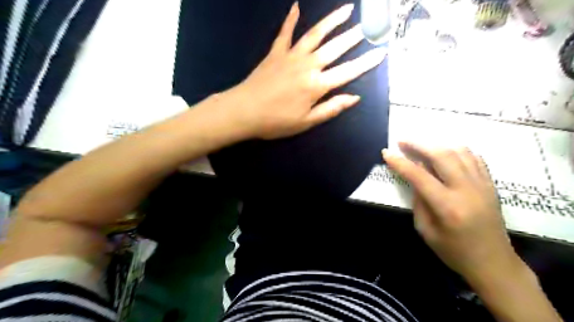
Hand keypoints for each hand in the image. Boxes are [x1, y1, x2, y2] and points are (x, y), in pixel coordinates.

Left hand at [224, 1, 384, 139]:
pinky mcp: (275, 52)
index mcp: (317, 85)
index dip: (366, 63)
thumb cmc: (276, 121)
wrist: (243, 111)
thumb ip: (331, 108)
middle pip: (335, 47)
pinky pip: (285, 33)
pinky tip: (296, 6)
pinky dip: (291, 19)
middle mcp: (308, 65)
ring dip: (332, 21)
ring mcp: (291, 55)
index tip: (381, 52)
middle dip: (354, 37)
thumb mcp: (306, 122)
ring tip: (346, 10)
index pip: (348, 71)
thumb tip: (354, 97)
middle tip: (368, 26)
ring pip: (315, 34)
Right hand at [380, 143, 523, 281]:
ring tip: (421, 145)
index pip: (419, 176)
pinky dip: (456, 150)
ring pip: (459, 151)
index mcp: (447, 207)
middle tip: (402, 141)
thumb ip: (418, 201)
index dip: (400, 162)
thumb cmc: (454, 251)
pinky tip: (444, 152)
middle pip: (442, 155)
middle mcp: (467, 190)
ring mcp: (482, 185)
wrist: (493, 263)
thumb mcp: (426, 230)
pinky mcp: (490, 184)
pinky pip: (474, 157)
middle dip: (418, 145)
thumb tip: (414, 178)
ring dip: (436, 144)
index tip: (387, 152)